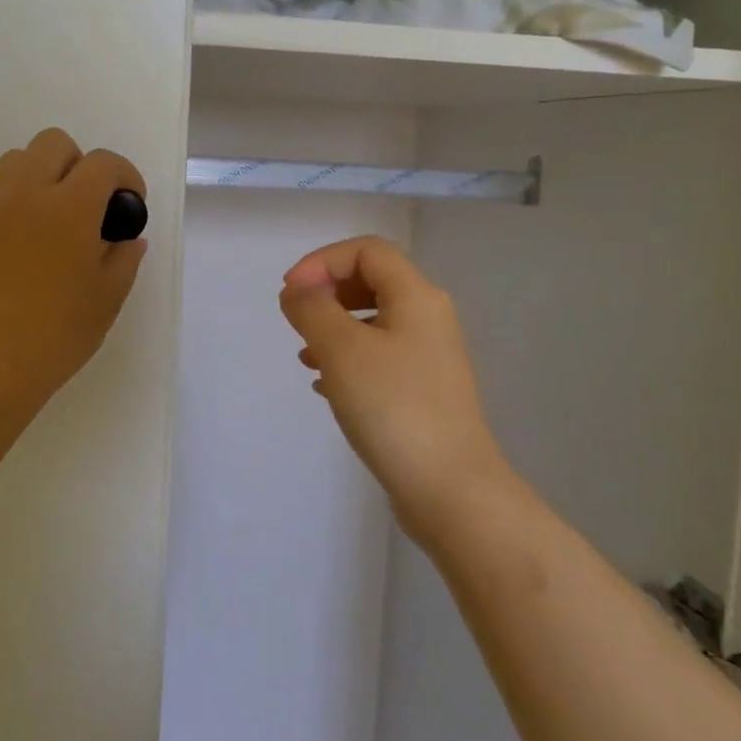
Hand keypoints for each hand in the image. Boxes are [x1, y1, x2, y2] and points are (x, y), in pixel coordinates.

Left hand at [0, 128, 147, 415]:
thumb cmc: (59, 333)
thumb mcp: (108, 297)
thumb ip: (124, 257)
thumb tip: (129, 238)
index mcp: (70, 208)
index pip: (103, 163)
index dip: (125, 176)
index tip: (128, 205)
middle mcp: (26, 194)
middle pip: (54, 143)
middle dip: (80, 164)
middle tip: (88, 206)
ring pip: (16, 160)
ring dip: (41, 175)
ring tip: (51, 218)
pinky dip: (15, 202)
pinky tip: (22, 245)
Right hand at [279, 236, 511, 541]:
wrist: (450, 490)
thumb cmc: (393, 409)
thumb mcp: (342, 350)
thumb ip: (313, 309)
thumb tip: (298, 290)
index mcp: (416, 296)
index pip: (366, 250)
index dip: (322, 261)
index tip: (290, 294)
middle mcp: (428, 318)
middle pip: (372, 281)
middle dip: (327, 293)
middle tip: (297, 320)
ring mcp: (428, 356)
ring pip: (373, 321)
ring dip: (334, 327)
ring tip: (305, 356)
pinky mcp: (422, 390)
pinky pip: (379, 356)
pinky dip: (348, 358)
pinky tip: (325, 386)